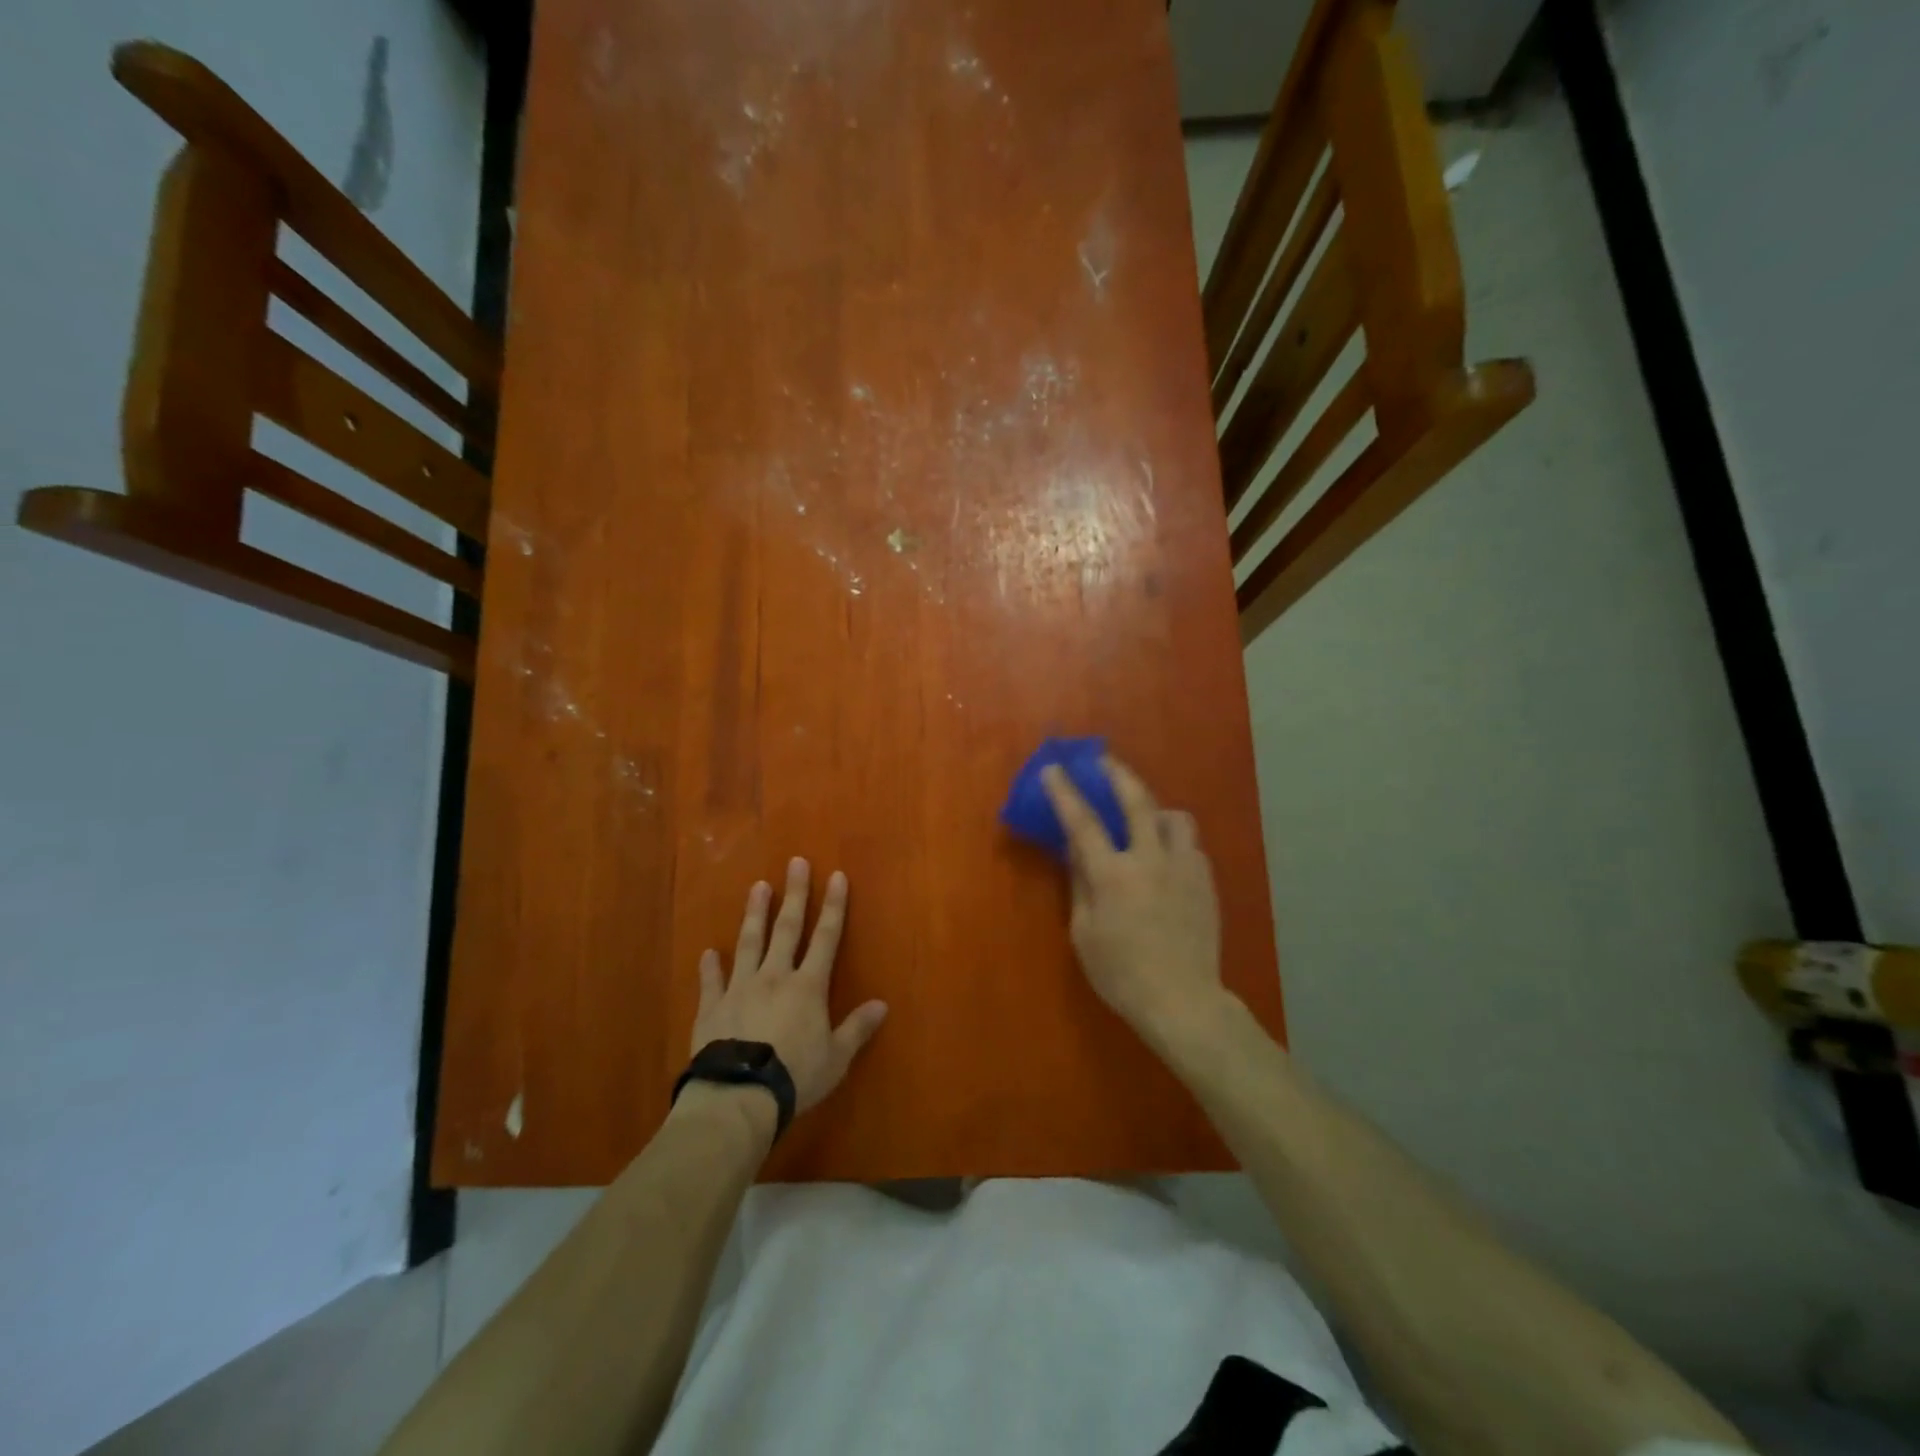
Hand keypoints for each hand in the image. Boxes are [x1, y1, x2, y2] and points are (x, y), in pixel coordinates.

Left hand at [691, 858, 887, 1114]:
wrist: (738, 1096)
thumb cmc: (795, 1076)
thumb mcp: (836, 1058)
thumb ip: (856, 1028)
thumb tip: (882, 1005)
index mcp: (808, 986)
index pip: (826, 937)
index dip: (833, 905)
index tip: (836, 875)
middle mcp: (775, 976)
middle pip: (787, 928)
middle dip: (794, 894)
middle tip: (795, 862)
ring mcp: (740, 988)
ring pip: (749, 943)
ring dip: (755, 914)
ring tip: (757, 887)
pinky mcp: (712, 1007)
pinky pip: (712, 981)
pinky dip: (710, 966)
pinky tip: (708, 952)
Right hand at [1040, 758, 1226, 1046]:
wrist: (1183, 1000)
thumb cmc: (1121, 974)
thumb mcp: (1084, 933)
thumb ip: (1080, 885)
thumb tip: (1074, 851)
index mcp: (1113, 875)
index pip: (1083, 823)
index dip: (1065, 792)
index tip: (1053, 768)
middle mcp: (1151, 860)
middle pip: (1136, 800)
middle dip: (1117, 773)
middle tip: (1104, 760)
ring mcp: (1184, 868)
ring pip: (1174, 817)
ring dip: (1154, 808)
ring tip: (1144, 818)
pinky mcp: (1206, 881)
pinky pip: (1190, 845)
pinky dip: (1173, 840)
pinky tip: (1165, 857)